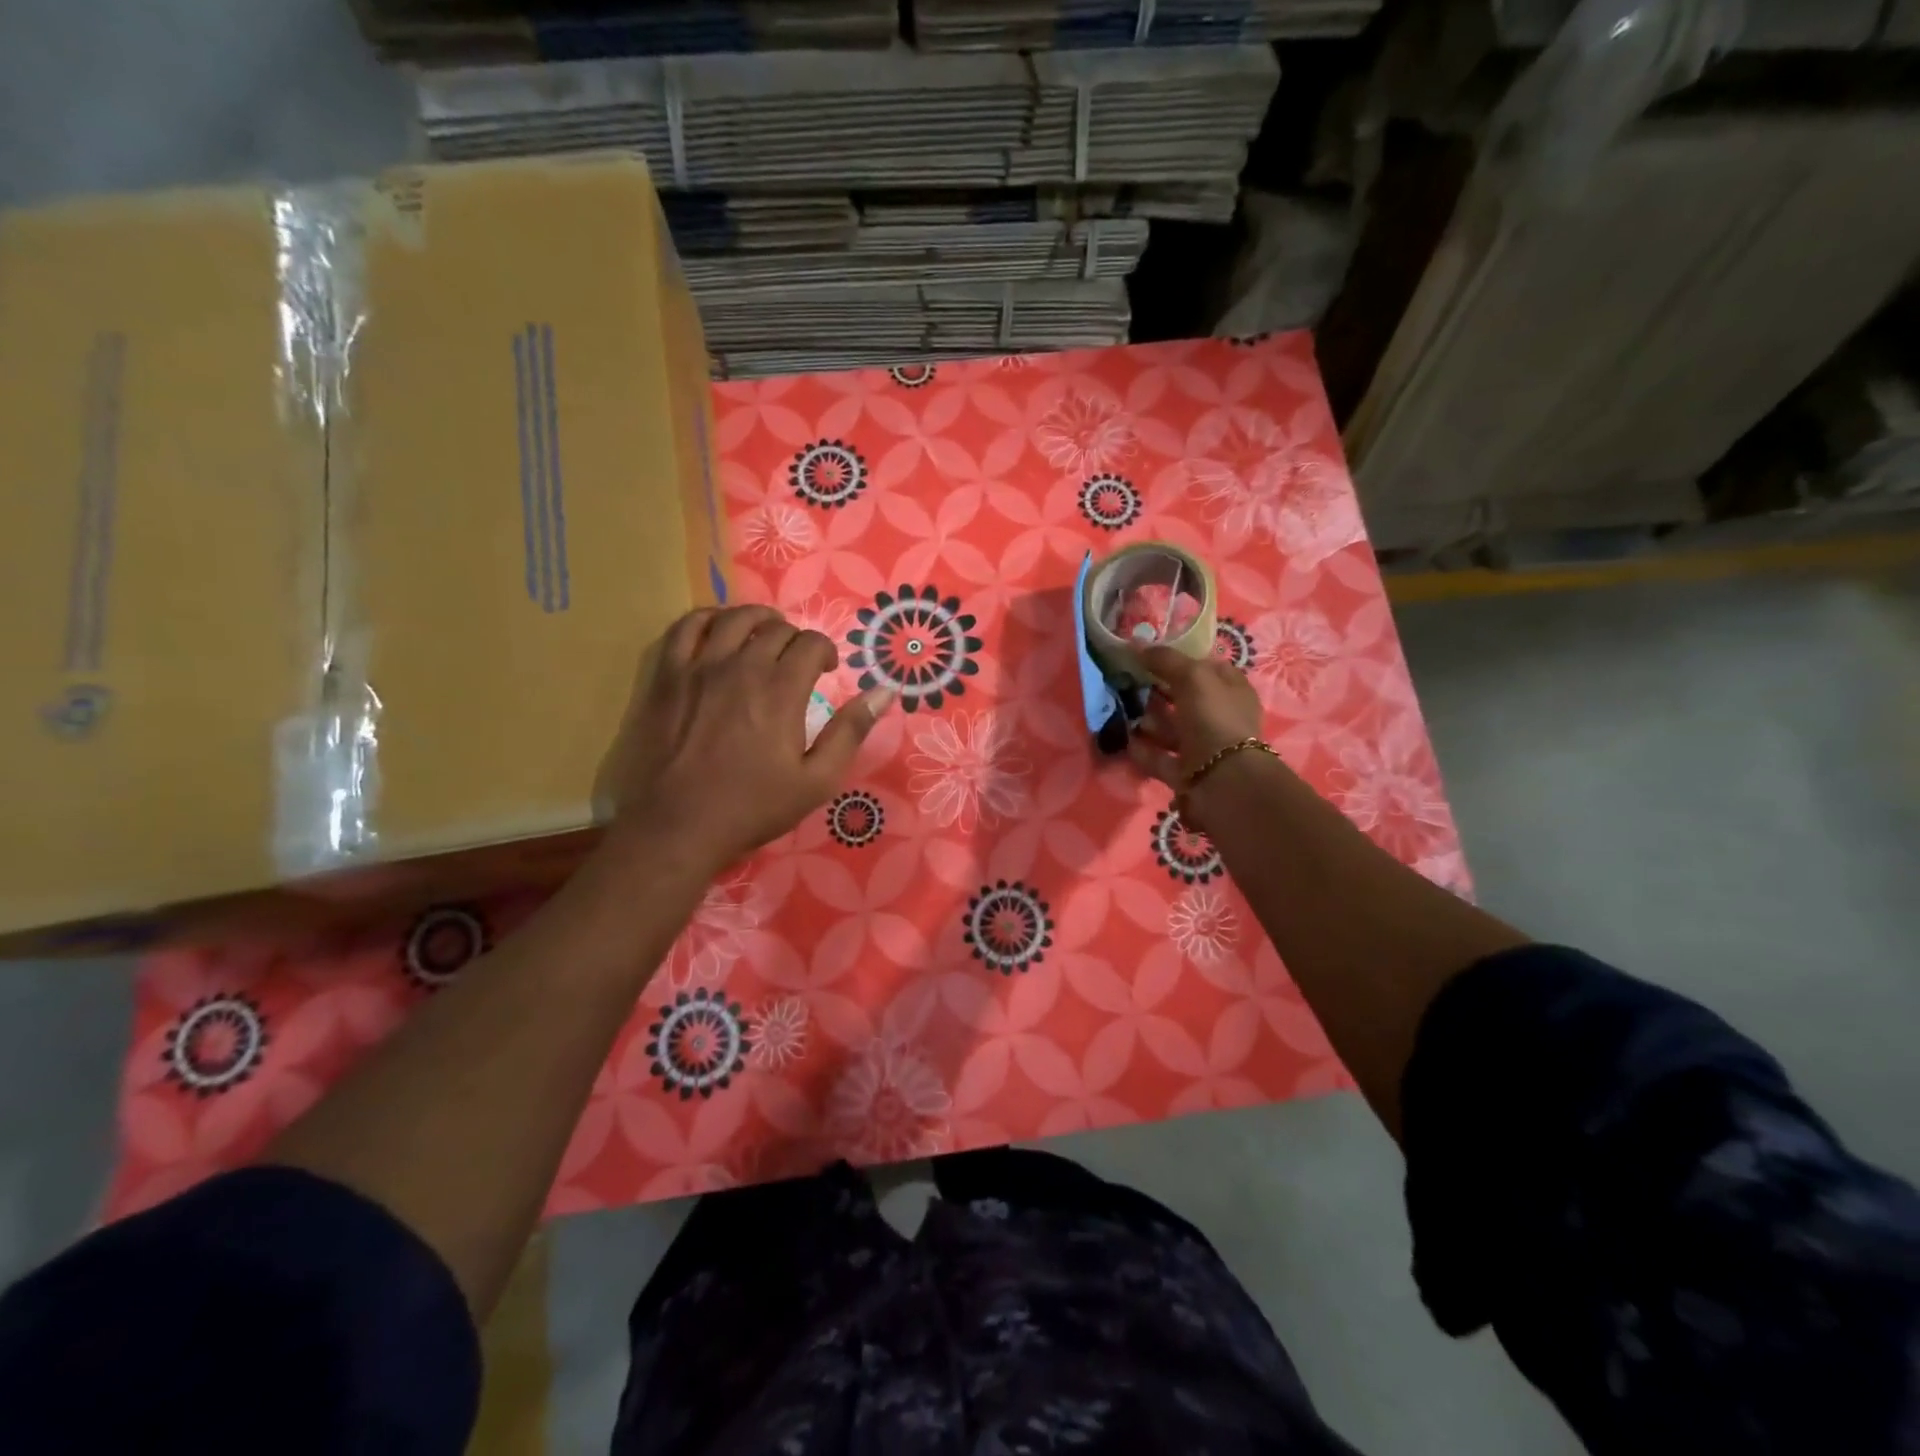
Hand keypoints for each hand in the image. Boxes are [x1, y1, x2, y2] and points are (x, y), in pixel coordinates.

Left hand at [602, 606, 894, 876]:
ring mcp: (699, 667)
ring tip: (763, 633)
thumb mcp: (816, 780)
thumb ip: (850, 731)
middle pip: (774, 628)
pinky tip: (717, 630)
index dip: (825, 651)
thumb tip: (884, 692)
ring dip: (756, 619)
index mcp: (781, 691)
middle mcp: (741, 667)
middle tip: (797, 660)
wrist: (678, 826)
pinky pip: (686, 627)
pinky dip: (708, 619)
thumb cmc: (752, 807)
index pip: (811, 644)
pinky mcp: (667, 676)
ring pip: (732, 618)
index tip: (826, 670)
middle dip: (795, 637)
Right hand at [1127, 644, 1264, 806]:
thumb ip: (1165, 659)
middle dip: (1160, 691)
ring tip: (1124, 710)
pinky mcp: (1187, 772)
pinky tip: (1125, 740)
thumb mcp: (1192, 677)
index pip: (1208, 668)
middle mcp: (1220, 717)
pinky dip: (1143, 750)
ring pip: (1172, 729)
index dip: (1182, 660)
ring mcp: (1204, 746)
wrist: (1221, 780)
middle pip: (1186, 699)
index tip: (1151, 656)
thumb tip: (1138, 645)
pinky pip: (1160, 757)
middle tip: (1130, 682)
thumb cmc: (1213, 718)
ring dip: (1149, 721)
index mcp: (1232, 690)